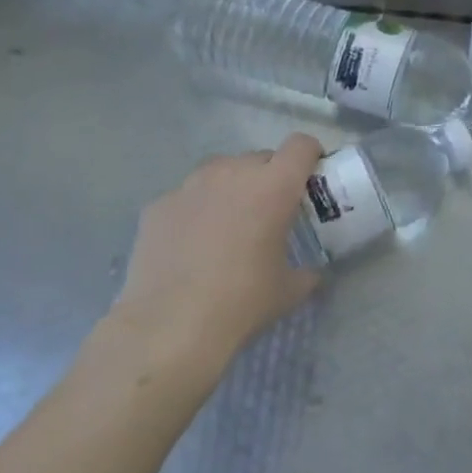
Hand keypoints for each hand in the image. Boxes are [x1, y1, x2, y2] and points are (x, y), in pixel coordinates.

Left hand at [103, 134, 324, 381]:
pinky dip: (196, 210)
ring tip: (227, 225)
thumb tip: (313, 273)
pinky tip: (190, 245)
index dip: (310, 155)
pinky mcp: (159, 204)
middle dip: (269, 177)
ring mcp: (190, 185)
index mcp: (273, 186)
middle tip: (268, 211)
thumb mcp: (288, 290)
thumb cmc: (241, 302)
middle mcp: (232, 172)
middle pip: (260, 157)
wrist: (169, 327)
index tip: (310, 177)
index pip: (301, 145)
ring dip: (232, 188)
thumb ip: (307, 272)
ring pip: (221, 171)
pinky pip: (188, 196)